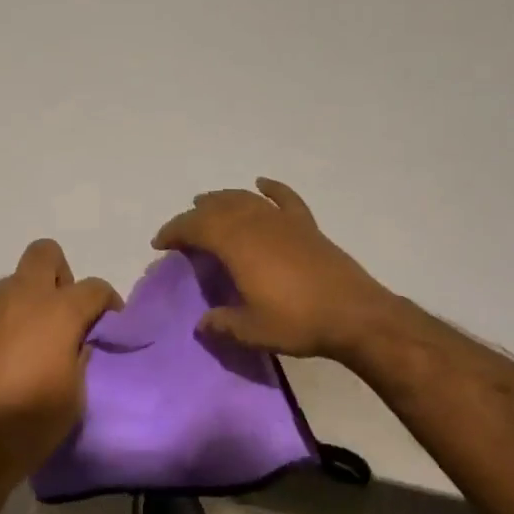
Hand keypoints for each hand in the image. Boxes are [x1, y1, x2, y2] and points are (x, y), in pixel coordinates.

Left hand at [0, 239, 121, 491]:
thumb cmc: (27, 424)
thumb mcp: (74, 398)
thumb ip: (80, 358)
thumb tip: (79, 343)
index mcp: (57, 312)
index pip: (94, 287)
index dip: (107, 303)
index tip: (108, 325)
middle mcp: (20, 298)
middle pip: (45, 254)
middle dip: (61, 276)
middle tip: (63, 315)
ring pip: (13, 283)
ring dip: (27, 302)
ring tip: (29, 344)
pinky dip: (1, 327)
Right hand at [152, 178, 396, 362]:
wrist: (354, 315)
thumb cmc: (297, 322)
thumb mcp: (251, 330)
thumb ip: (221, 324)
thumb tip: (202, 323)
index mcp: (236, 245)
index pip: (195, 228)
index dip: (174, 231)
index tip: (160, 243)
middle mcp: (256, 224)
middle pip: (217, 208)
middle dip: (194, 215)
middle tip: (182, 230)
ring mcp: (283, 221)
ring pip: (244, 199)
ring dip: (222, 199)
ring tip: (208, 204)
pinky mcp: (306, 226)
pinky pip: (284, 198)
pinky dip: (271, 188)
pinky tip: (261, 184)